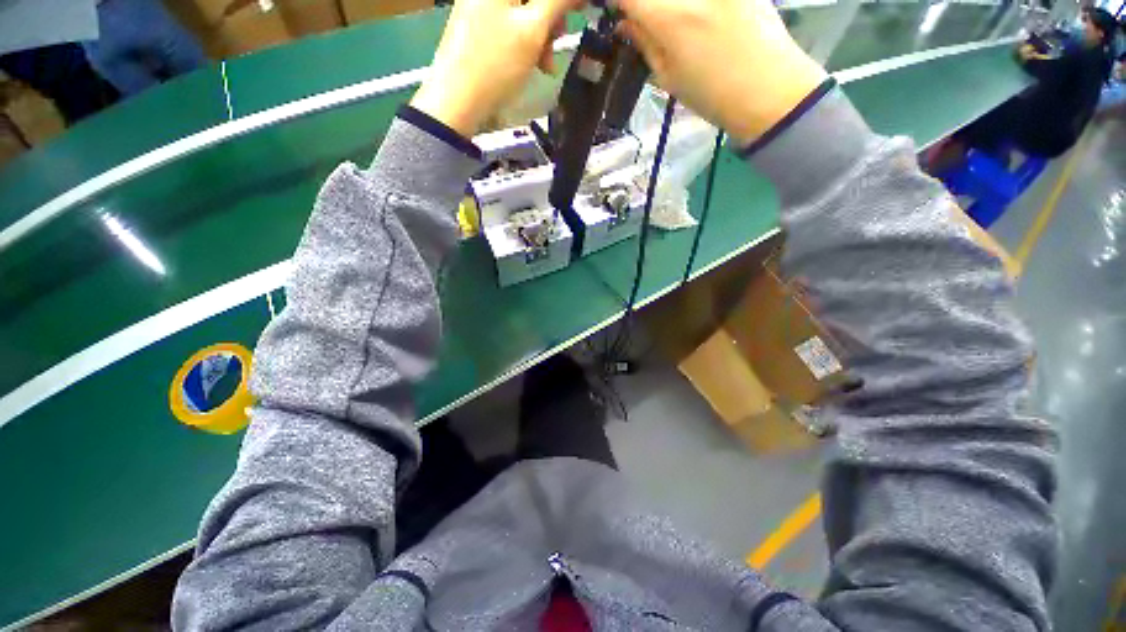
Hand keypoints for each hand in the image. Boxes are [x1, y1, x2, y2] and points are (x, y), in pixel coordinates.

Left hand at [411, 0, 578, 136]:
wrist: (457, 102)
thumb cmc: (496, 64)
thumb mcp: (532, 31)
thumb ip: (558, 1)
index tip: (579, 9)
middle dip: (551, 16)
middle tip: (559, 39)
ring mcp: (480, 7)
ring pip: (523, 11)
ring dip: (542, 34)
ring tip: (546, 64)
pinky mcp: (478, 27)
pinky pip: (511, 25)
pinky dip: (526, 42)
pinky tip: (534, 63)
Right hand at [616, 0, 827, 144]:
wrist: (770, 88)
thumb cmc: (713, 95)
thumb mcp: (668, 78)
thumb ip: (643, 43)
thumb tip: (622, 21)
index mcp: (669, 17)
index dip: (612, 1)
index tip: (609, 10)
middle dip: (637, 4)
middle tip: (635, 18)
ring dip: (660, 7)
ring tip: (662, 24)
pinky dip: (681, 6)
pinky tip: (688, 19)